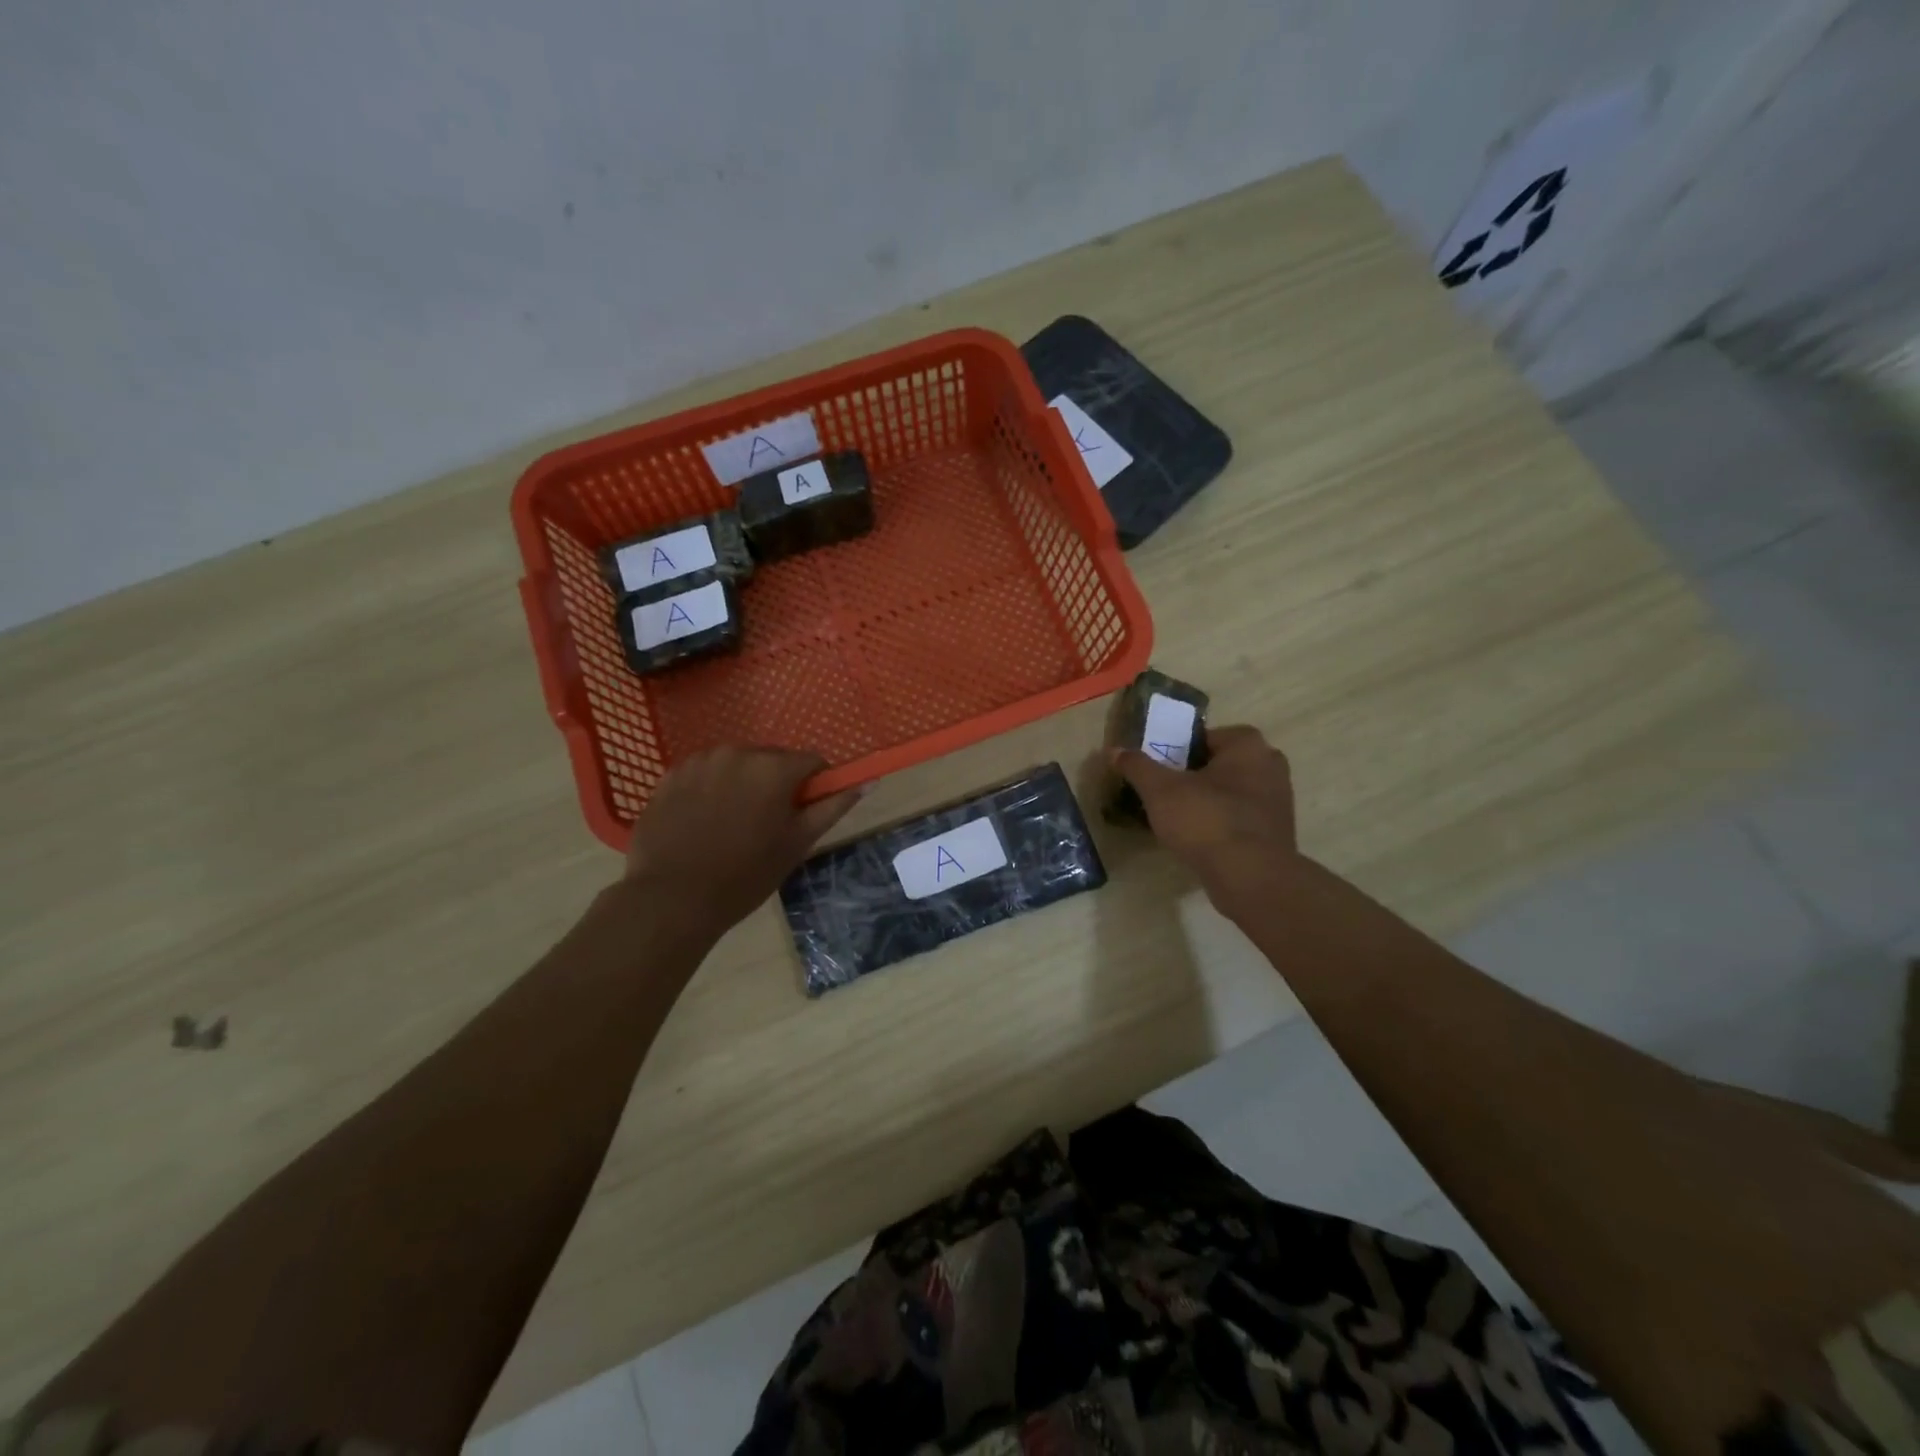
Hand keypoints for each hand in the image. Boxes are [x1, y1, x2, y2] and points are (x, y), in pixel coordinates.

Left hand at [624, 747, 861, 929]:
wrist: (672, 898)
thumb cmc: (745, 875)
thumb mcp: (797, 843)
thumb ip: (832, 807)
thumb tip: (867, 782)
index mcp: (774, 768)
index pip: (812, 762)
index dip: (814, 786)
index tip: (804, 813)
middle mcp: (738, 752)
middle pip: (772, 759)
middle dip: (776, 783)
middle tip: (767, 824)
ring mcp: (700, 761)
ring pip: (737, 764)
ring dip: (743, 784)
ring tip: (731, 824)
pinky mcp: (670, 774)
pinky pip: (705, 773)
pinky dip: (711, 789)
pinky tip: (702, 822)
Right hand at [1112, 725, 1297, 892]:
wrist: (1250, 878)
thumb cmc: (1206, 820)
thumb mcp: (1160, 790)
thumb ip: (1137, 766)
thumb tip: (1115, 750)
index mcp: (1248, 744)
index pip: (1203, 737)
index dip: (1175, 752)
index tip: (1157, 771)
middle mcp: (1270, 764)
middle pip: (1217, 764)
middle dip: (1191, 776)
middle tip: (1163, 794)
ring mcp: (1278, 799)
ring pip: (1229, 791)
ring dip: (1205, 801)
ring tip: (1176, 819)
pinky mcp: (1276, 830)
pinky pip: (1239, 817)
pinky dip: (1219, 822)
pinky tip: (1198, 839)